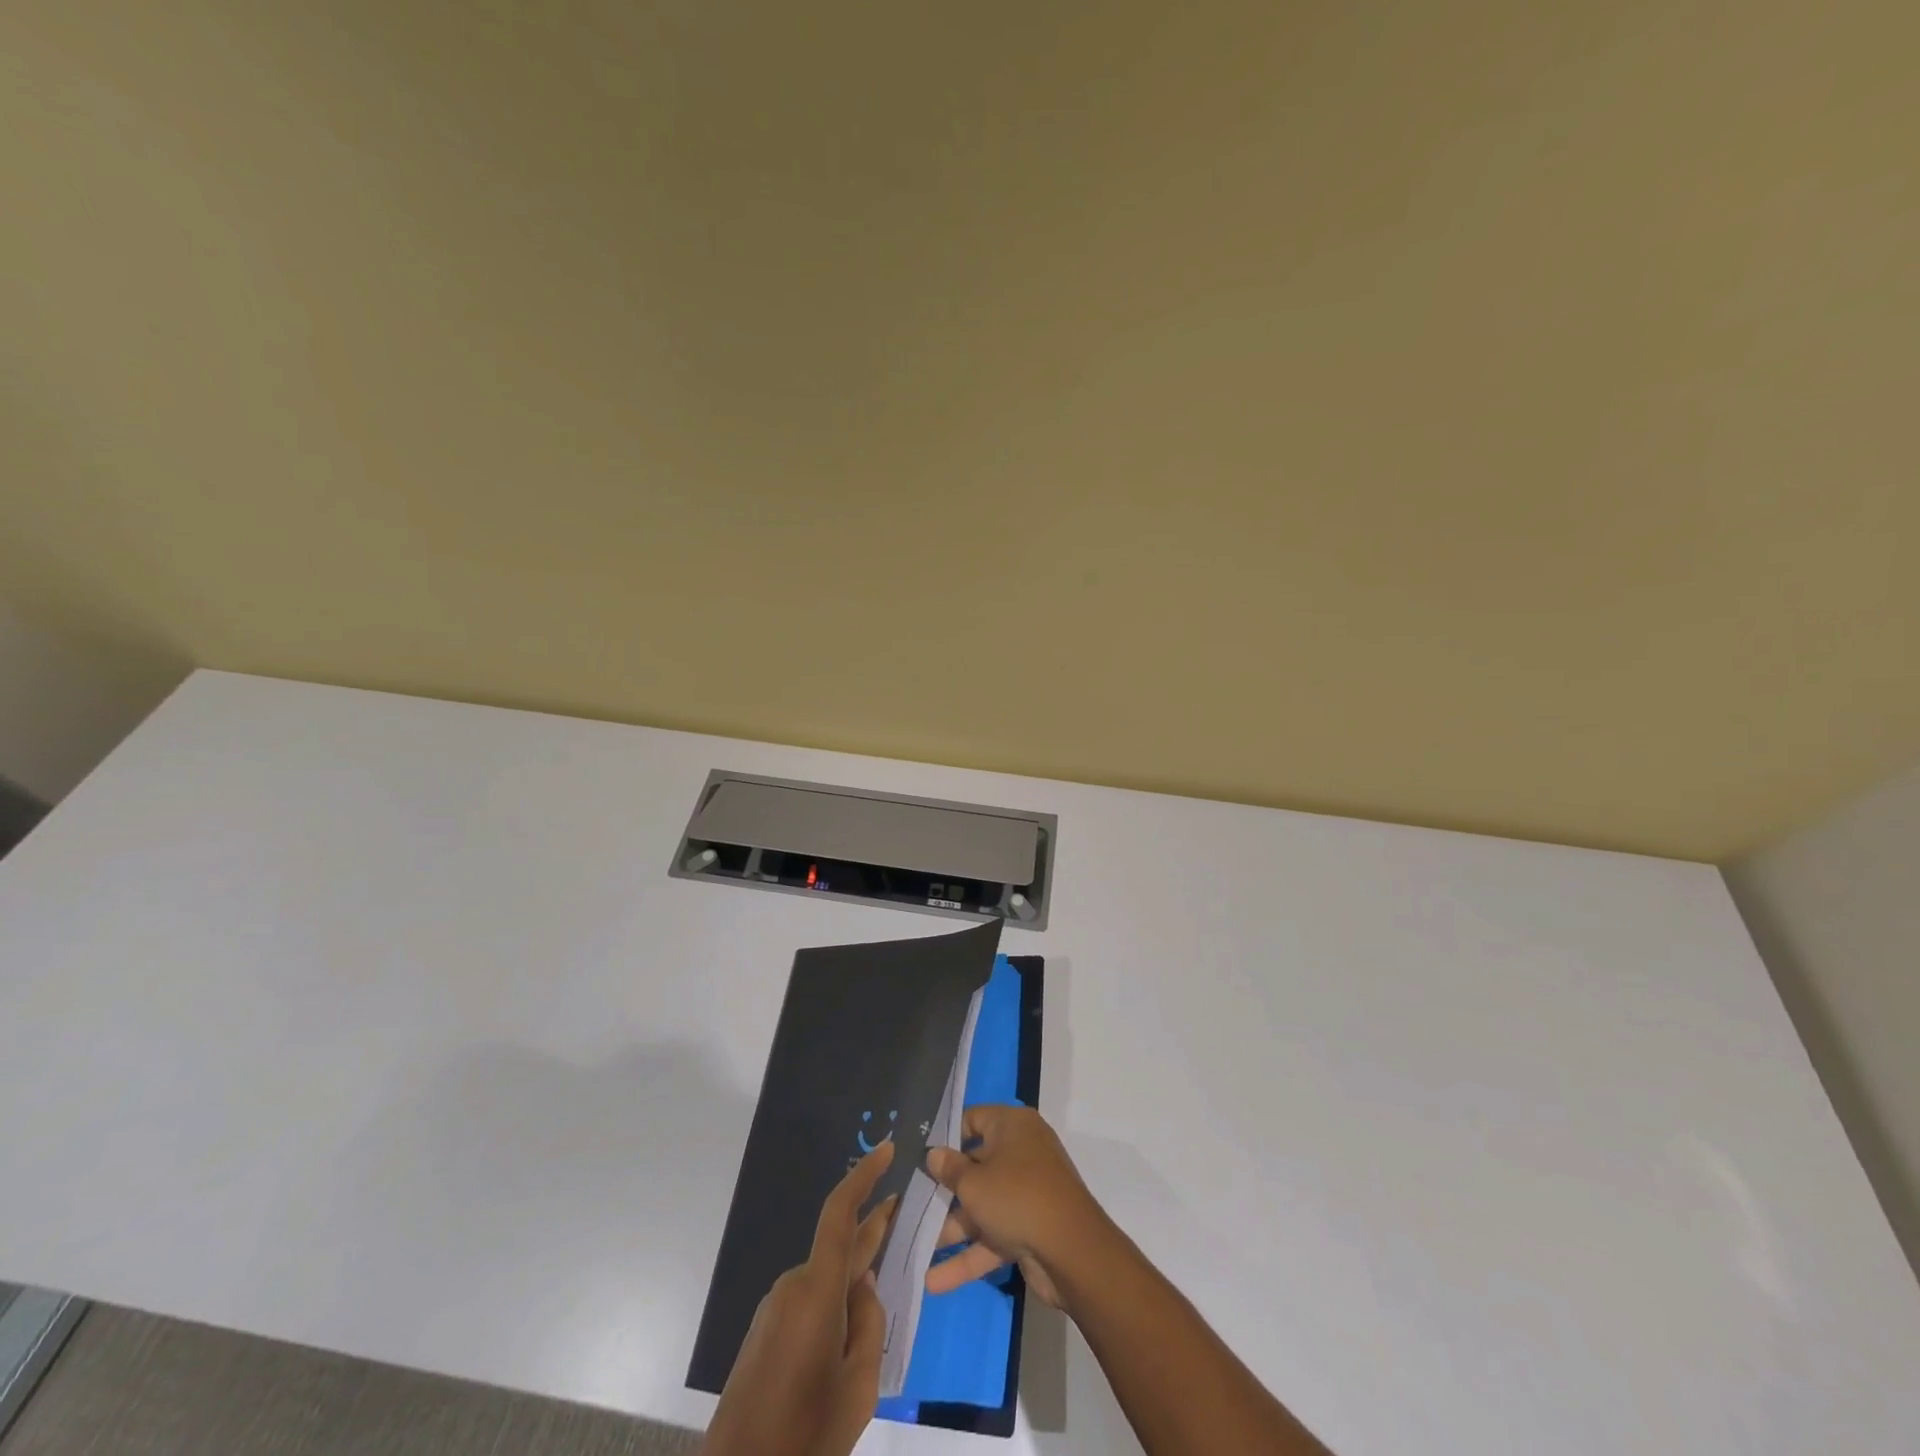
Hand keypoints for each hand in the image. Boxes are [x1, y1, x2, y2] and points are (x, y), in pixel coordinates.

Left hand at [701, 1141, 898, 1455]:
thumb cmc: (805, 1436)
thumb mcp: (859, 1386)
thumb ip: (870, 1324)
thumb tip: (865, 1287)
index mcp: (817, 1290)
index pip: (841, 1213)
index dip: (864, 1176)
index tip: (888, 1150)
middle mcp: (793, 1286)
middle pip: (840, 1247)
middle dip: (872, 1232)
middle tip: (905, 1219)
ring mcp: (775, 1308)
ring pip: (827, 1281)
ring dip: (853, 1284)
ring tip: (878, 1322)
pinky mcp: (765, 1332)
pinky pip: (809, 1302)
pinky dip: (834, 1307)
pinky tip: (847, 1344)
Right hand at [923, 1105, 1107, 1311]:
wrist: (1072, 1253)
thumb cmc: (1017, 1197)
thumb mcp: (974, 1182)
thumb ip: (950, 1169)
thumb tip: (934, 1154)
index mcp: (1012, 1127)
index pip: (974, 1119)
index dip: (948, 1135)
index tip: (921, 1153)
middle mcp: (1021, 1153)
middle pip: (976, 1166)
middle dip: (945, 1189)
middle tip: (911, 1202)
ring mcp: (1027, 1193)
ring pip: (983, 1205)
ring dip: (952, 1228)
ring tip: (915, 1245)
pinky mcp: (1030, 1229)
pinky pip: (994, 1236)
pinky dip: (969, 1255)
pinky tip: (935, 1281)